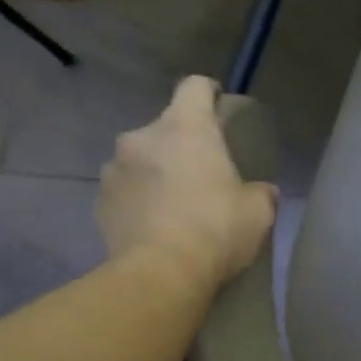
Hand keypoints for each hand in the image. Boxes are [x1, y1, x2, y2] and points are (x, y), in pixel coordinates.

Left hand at [97, 77, 277, 286]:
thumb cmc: (217, 229)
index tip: (219, 107)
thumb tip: (261, 192)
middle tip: (203, 174)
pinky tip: (155, 227)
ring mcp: (113, 169)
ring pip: (140, 160)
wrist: (161, 274)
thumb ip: (260, 192)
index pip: (195, 86)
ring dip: (156, 173)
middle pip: (166, 127)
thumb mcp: (258, 211)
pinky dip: (138, 201)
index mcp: (186, 128)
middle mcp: (142, 137)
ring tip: (174, 205)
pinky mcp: (99, 202)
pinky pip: (124, 191)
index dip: (209, 93)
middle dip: (182, 145)